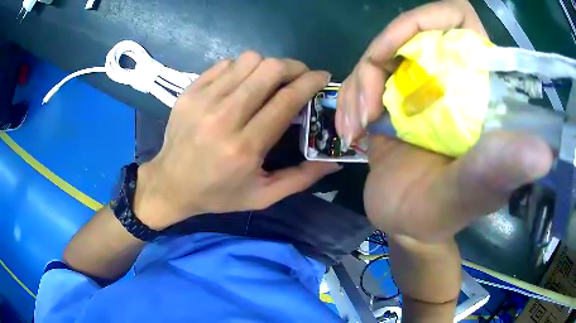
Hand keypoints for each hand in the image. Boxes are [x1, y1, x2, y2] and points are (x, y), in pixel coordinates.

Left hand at [136, 52, 339, 229]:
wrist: (170, 184)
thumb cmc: (218, 194)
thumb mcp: (263, 196)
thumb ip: (301, 178)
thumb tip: (334, 161)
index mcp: (244, 147)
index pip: (286, 100)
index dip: (310, 82)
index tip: (323, 77)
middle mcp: (223, 118)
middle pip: (269, 70)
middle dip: (293, 67)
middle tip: (299, 76)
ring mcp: (202, 100)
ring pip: (248, 61)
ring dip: (267, 67)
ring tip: (269, 82)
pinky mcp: (189, 92)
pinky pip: (225, 64)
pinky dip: (241, 68)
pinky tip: (241, 84)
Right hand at [337, 0, 553, 241]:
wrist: (406, 226)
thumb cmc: (441, 216)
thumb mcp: (470, 196)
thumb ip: (499, 171)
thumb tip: (546, 153)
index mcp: (480, 88)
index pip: (459, 20)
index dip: (427, 19)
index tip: (398, 52)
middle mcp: (451, 78)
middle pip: (408, 34)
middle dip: (379, 60)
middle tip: (369, 106)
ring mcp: (419, 87)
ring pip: (378, 56)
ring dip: (358, 86)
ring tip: (357, 129)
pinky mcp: (393, 100)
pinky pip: (361, 78)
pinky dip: (348, 100)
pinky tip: (352, 132)